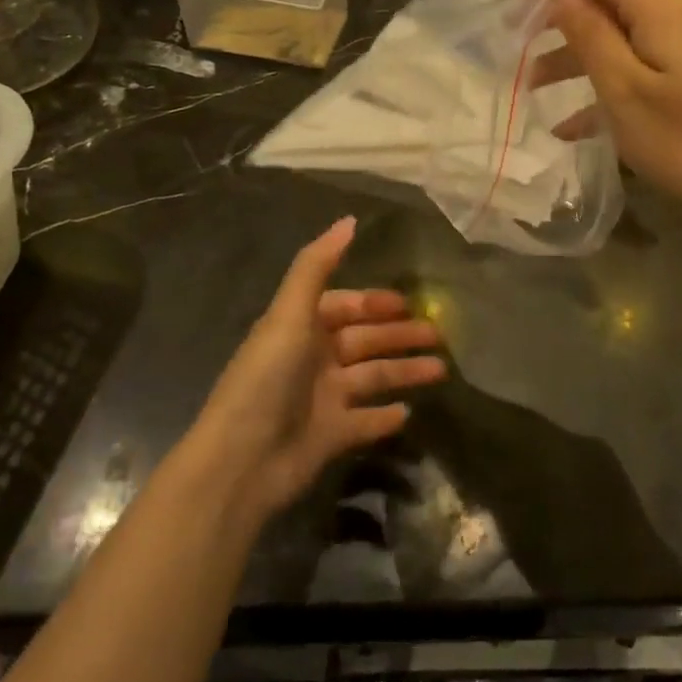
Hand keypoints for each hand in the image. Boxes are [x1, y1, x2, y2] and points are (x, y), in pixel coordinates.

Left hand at [191, 218, 444, 521]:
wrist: (242, 462)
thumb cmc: (267, 379)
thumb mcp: (289, 315)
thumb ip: (317, 266)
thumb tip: (349, 220)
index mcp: (300, 327)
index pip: (344, 306)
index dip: (375, 302)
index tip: (410, 302)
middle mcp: (312, 359)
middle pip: (364, 340)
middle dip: (399, 335)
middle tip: (439, 335)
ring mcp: (322, 399)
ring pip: (372, 377)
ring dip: (403, 371)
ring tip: (440, 370)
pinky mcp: (330, 436)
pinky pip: (365, 421)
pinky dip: (385, 416)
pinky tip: (408, 412)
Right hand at [517, 0, 681, 227]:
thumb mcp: (623, 89)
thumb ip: (589, 34)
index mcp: (662, 6)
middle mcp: (679, 11)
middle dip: (559, 14)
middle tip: (517, 41)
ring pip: (621, 30)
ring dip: (576, 53)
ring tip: (533, 86)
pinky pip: (640, 59)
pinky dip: (605, 79)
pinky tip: (572, 124)